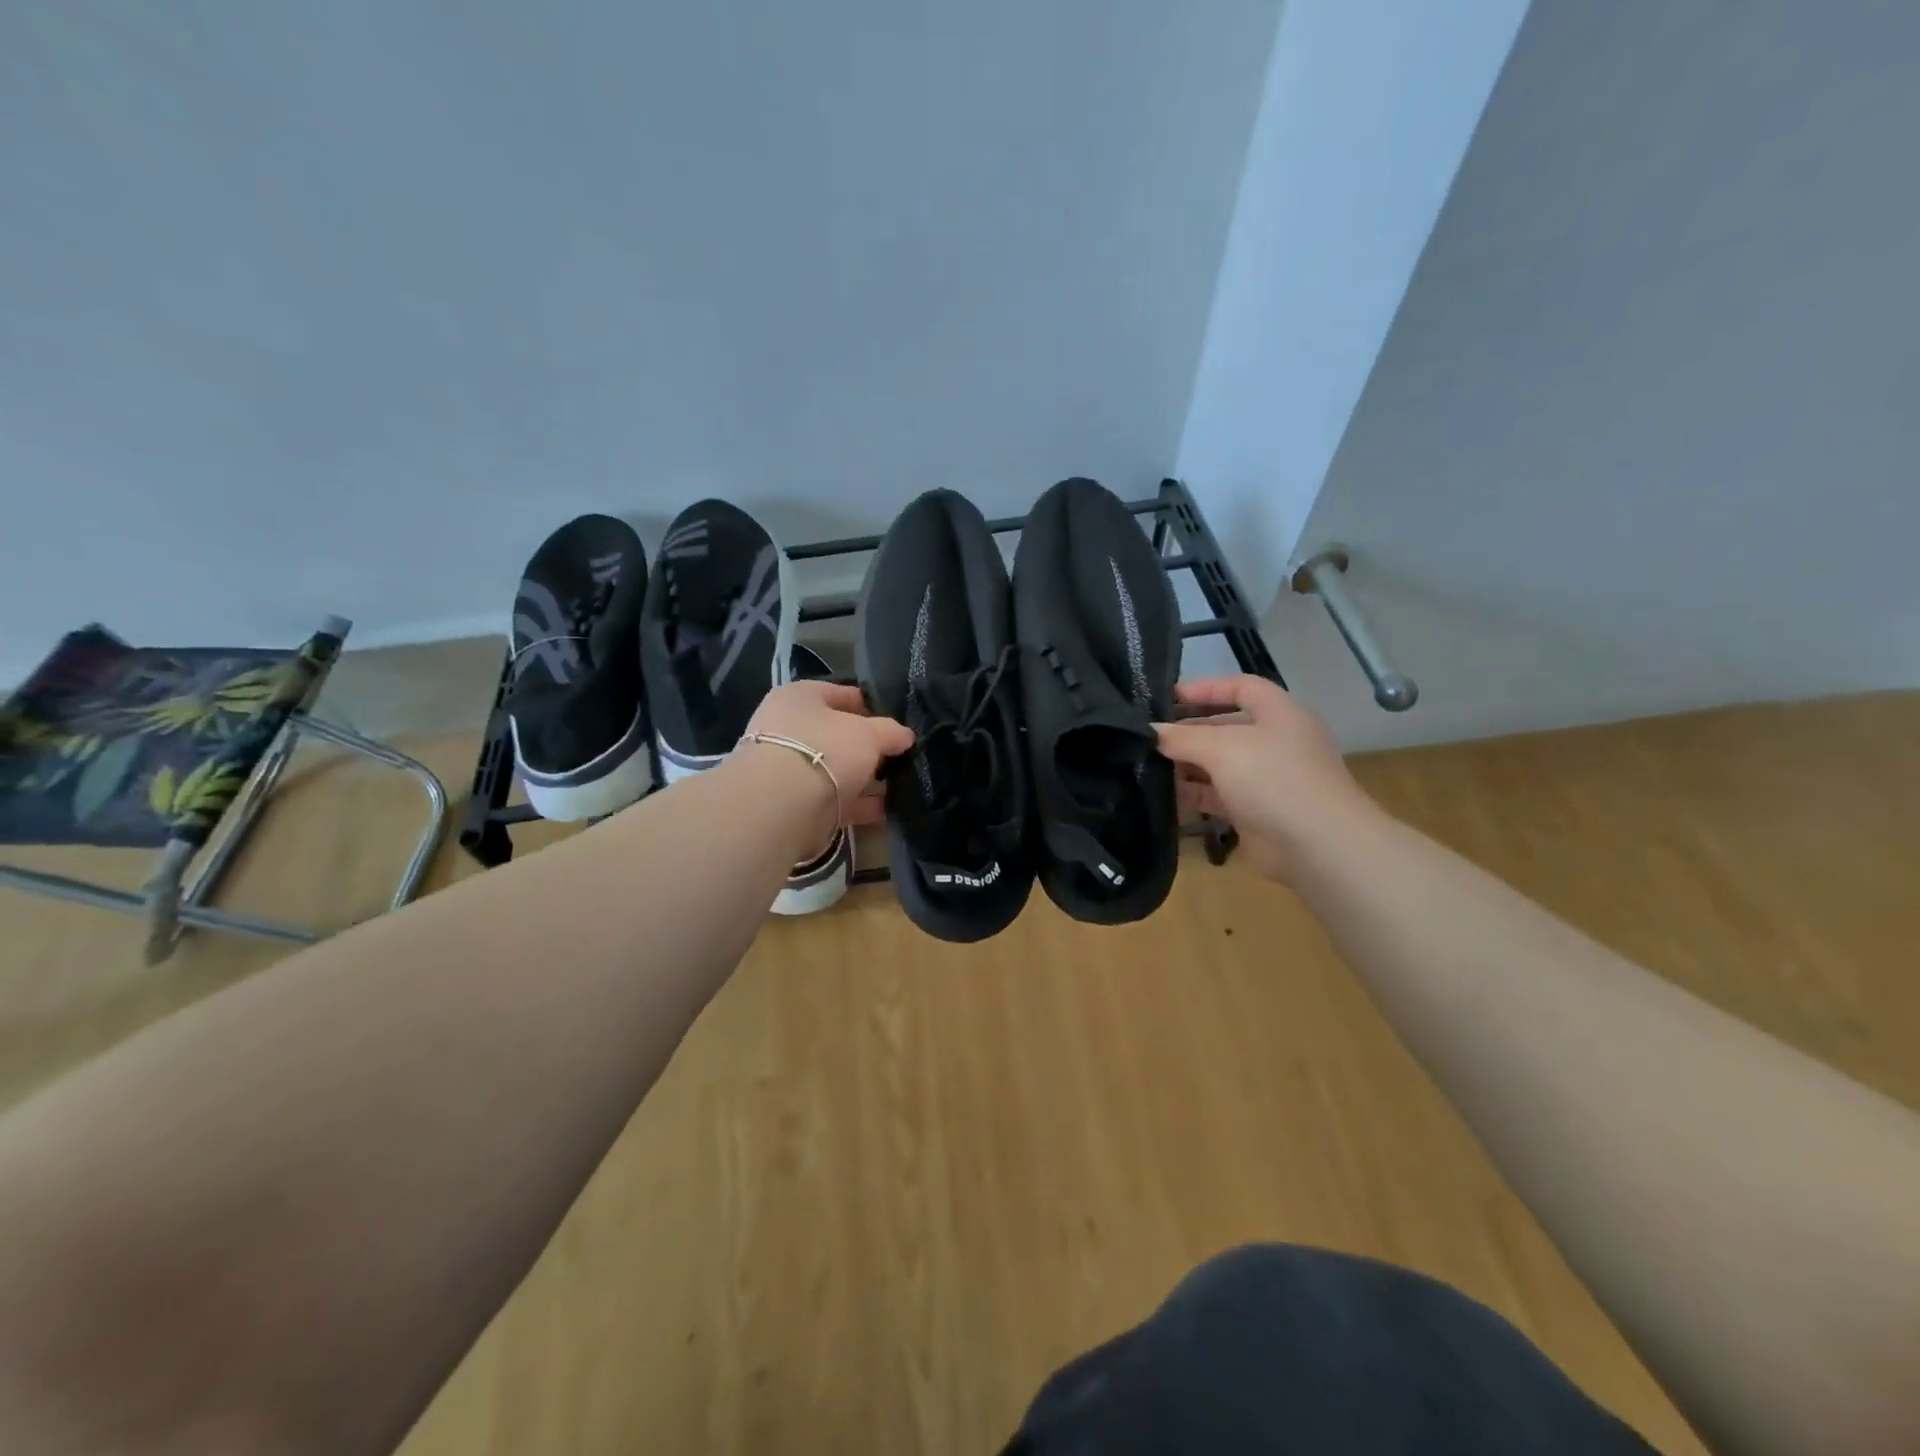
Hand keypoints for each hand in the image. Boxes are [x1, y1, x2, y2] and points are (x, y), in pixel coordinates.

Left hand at [741, 680, 912, 846]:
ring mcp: (790, 768)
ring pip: (838, 770)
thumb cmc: (825, 750)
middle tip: (902, 755)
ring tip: (903, 783)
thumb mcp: (869, 733)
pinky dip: (861, 804)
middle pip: (839, 735)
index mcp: (799, 698)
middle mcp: (789, 729)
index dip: (873, 706)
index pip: (842, 694)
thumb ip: (891, 732)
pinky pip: (837, 799)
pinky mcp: (796, 803)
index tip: (899, 721)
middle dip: (870, 747)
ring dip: (867, 778)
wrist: (782, 806)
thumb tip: (905, 736)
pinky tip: (889, 809)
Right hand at [1155, 676, 1376, 881]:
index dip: (1204, 688)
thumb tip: (1151, 732)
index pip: (1240, 687)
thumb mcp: (1223, 748)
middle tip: (1147, 737)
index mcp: (1278, 714)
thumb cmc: (1273, 779)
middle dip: (1187, 731)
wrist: (1318, 846)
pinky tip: (1163, 797)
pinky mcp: (1256, 811)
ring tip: (1146, 766)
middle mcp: (1274, 741)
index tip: (1166, 697)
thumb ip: (1183, 738)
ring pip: (1219, 764)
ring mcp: (1266, 778)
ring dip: (1186, 765)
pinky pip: (1218, 796)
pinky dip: (1193, 794)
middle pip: (1225, 727)